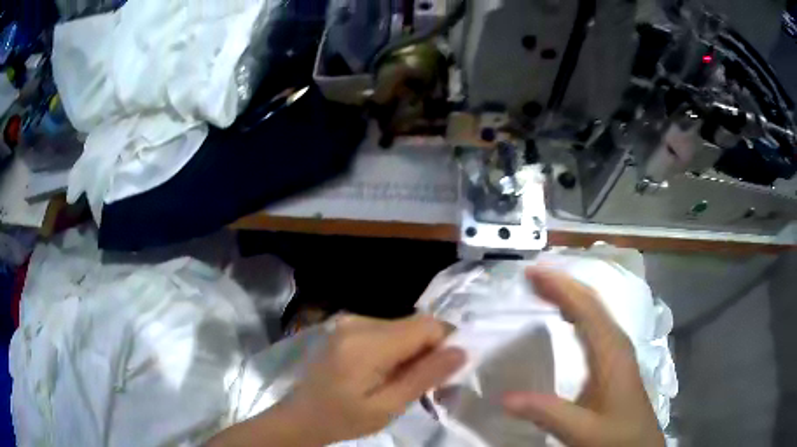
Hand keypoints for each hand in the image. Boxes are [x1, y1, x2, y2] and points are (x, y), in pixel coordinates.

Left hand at [282, 314, 465, 444]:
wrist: (302, 415)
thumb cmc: (343, 418)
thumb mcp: (387, 407)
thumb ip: (424, 377)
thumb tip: (461, 351)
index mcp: (366, 343)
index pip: (427, 325)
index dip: (445, 345)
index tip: (444, 375)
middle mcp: (358, 321)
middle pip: (416, 324)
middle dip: (429, 351)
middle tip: (425, 385)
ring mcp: (350, 321)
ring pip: (404, 327)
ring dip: (413, 351)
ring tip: (404, 381)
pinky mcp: (347, 326)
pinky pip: (388, 330)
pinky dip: (397, 348)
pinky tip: (386, 371)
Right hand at [502, 268, 664, 446]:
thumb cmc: (617, 437)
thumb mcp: (582, 431)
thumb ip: (547, 413)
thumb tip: (504, 398)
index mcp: (612, 353)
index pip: (587, 308)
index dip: (561, 286)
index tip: (533, 272)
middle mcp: (617, 343)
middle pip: (592, 302)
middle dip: (563, 284)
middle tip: (531, 275)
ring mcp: (618, 351)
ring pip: (595, 311)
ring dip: (570, 295)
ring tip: (543, 288)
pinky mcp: (615, 360)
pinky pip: (595, 325)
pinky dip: (578, 312)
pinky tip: (566, 317)